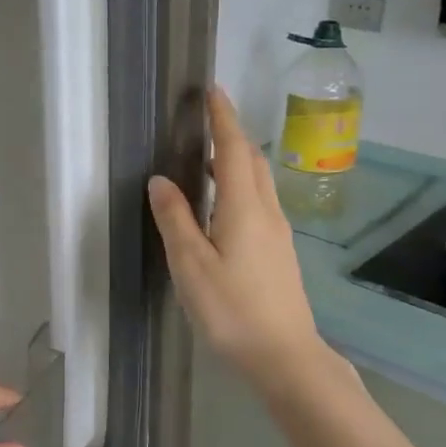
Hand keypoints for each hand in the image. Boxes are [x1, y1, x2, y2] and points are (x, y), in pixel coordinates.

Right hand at [147, 87, 326, 387]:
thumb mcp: (190, 265)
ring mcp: (278, 234)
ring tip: (207, 165)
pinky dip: (241, 188)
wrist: (285, 356)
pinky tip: (223, 210)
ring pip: (259, 184)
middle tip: (206, 125)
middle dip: (231, 136)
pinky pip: (260, 204)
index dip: (223, 118)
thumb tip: (161, 180)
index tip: (213, 91)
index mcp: (244, 207)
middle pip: (253, 161)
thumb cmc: (232, 309)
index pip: (234, 149)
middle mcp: (267, 212)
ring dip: (237, 163)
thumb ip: (175, 219)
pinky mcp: (280, 254)